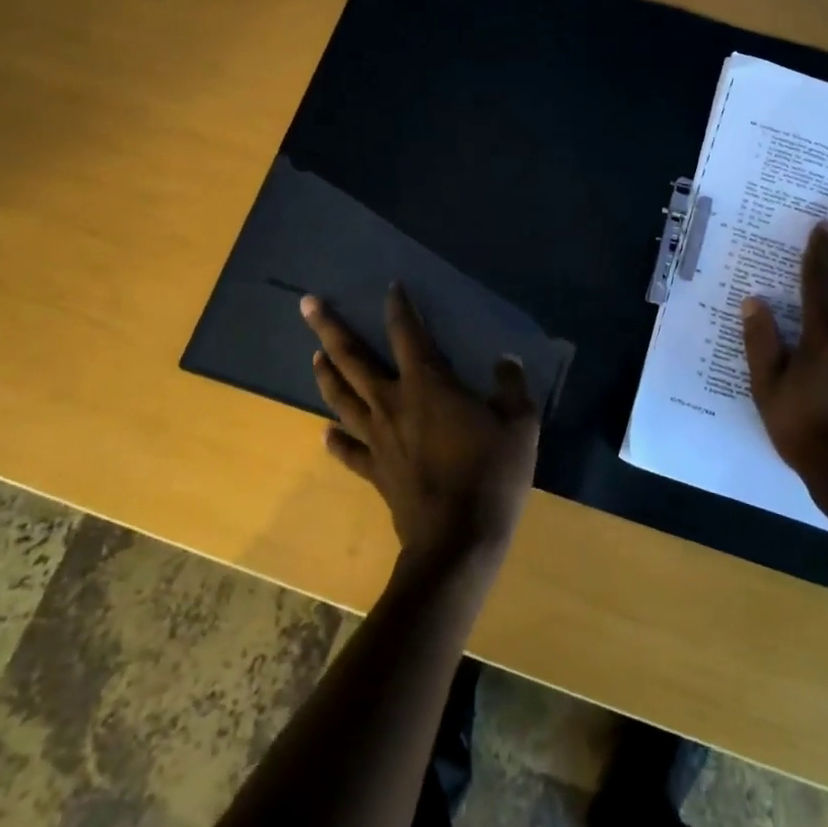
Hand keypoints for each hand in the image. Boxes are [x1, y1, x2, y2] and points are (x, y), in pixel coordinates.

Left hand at [302, 286, 539, 570]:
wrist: (457, 540)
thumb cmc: (491, 474)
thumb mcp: (520, 423)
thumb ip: (512, 386)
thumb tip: (505, 361)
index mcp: (427, 384)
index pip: (408, 333)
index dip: (399, 307)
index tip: (391, 286)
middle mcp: (392, 403)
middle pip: (352, 359)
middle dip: (329, 328)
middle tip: (307, 304)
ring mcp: (377, 439)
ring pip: (342, 398)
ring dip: (326, 375)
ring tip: (315, 356)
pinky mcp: (374, 472)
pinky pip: (348, 451)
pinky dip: (335, 441)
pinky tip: (326, 433)